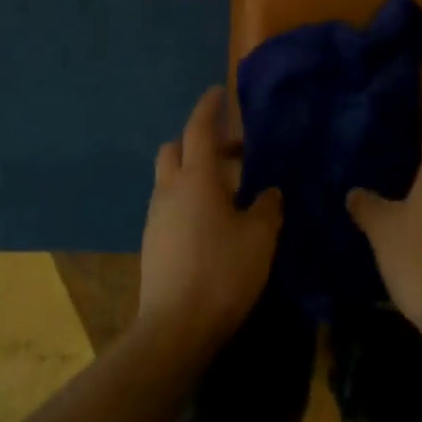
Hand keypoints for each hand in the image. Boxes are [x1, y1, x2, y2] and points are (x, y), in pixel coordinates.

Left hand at [138, 88, 282, 352]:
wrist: (174, 328)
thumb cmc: (221, 273)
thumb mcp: (259, 239)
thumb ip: (267, 208)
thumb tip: (269, 191)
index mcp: (196, 178)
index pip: (199, 129)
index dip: (209, 108)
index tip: (218, 93)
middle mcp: (170, 188)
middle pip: (175, 148)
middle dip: (198, 140)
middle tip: (231, 152)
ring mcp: (156, 215)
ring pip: (170, 176)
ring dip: (193, 171)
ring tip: (227, 190)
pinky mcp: (152, 240)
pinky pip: (169, 202)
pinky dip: (187, 196)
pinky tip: (210, 220)